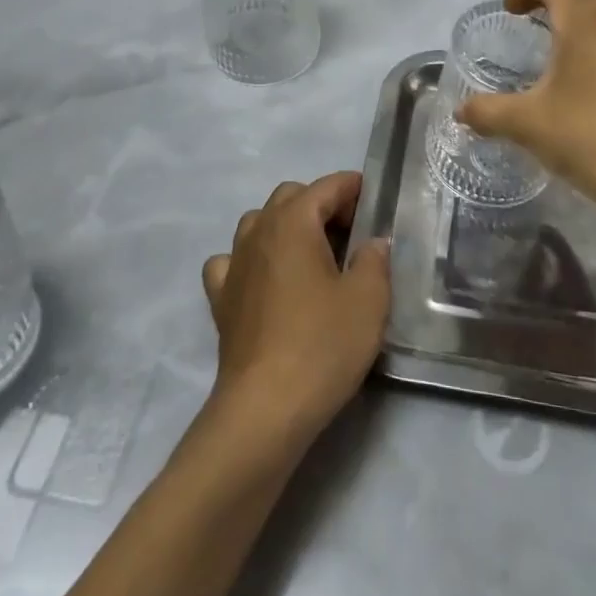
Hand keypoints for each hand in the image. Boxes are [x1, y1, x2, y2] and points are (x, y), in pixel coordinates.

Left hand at [202, 172, 390, 448]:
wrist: (265, 408)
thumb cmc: (322, 346)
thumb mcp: (369, 300)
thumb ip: (375, 260)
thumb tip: (372, 243)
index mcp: (294, 222)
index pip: (326, 187)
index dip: (352, 188)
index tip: (374, 200)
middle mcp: (259, 231)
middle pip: (290, 197)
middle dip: (320, 204)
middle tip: (350, 233)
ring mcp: (234, 264)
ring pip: (259, 223)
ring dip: (285, 227)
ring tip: (311, 255)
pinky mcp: (220, 298)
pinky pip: (232, 261)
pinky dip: (250, 260)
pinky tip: (265, 281)